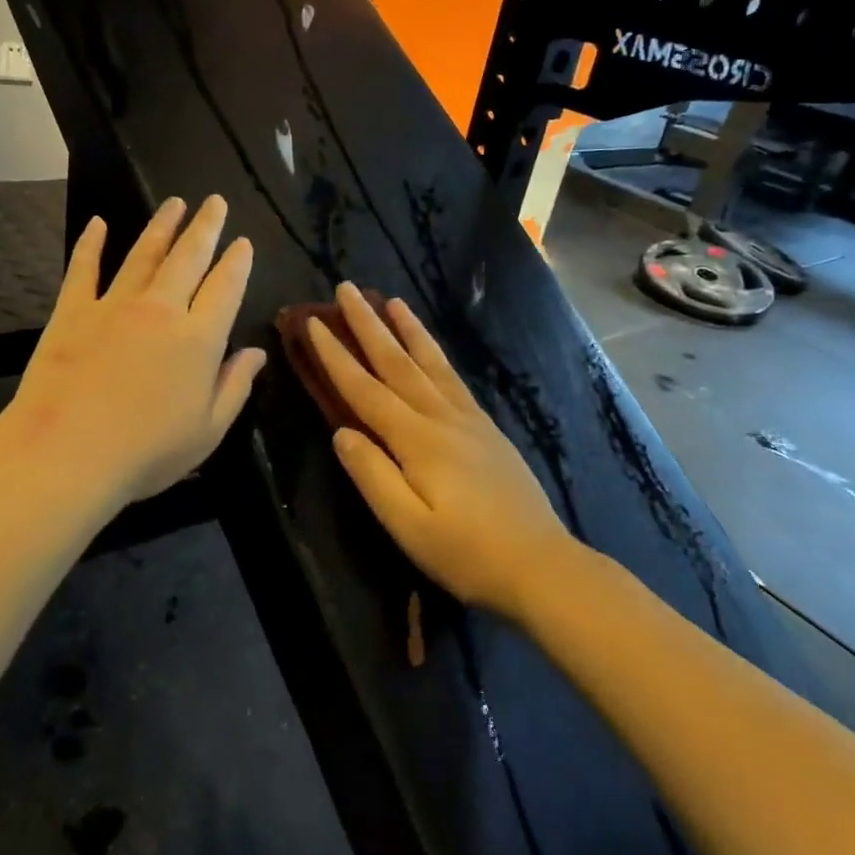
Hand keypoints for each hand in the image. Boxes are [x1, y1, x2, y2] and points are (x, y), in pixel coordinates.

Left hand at [0, 195, 266, 515]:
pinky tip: (98, 224)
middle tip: (214, 202)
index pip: (226, 286)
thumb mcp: (207, 431)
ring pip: (144, 254)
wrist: (65, 454)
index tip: (243, 243)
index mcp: (199, 338)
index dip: (237, 262)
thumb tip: (257, 353)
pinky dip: (91, 244)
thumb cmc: (145, 452)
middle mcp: (161, 309)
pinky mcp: (72, 311)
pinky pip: (84, 269)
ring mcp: (114, 305)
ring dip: (161, 226)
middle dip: (205, 227)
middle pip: (188, 257)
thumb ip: (235, 387)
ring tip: (174, 204)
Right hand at [306, 283, 575, 621]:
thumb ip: (372, 475)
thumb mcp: (407, 526)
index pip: (364, 389)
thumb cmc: (465, 553)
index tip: (313, 323)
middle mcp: (441, 418)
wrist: (540, 564)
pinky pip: (453, 377)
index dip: (336, 355)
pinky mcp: (486, 428)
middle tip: (346, 289)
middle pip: (397, 362)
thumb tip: (341, 432)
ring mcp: (468, 420)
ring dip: (406, 329)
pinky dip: (436, 353)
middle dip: (368, 325)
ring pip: (429, 362)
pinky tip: (431, 347)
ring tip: (390, 299)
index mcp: (416, 440)